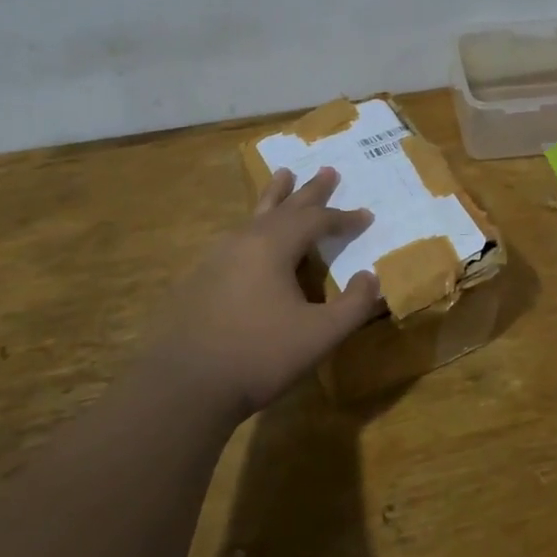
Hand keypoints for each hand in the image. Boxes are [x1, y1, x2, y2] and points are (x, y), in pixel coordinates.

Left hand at [149, 166, 381, 420]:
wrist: (183, 387)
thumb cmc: (259, 356)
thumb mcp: (320, 335)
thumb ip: (354, 305)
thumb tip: (372, 277)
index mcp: (272, 246)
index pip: (317, 220)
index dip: (344, 218)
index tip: (367, 216)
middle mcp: (244, 241)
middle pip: (284, 207)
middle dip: (309, 191)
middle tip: (327, 170)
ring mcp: (216, 258)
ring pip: (254, 217)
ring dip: (276, 198)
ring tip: (283, 177)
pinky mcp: (199, 278)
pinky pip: (237, 238)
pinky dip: (256, 226)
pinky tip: (252, 237)